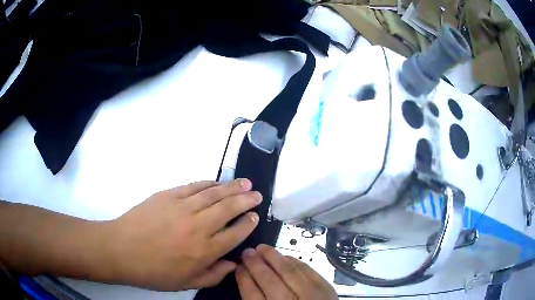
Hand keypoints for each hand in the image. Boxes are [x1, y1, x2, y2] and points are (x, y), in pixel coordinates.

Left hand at [104, 179, 261, 290]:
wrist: (122, 250)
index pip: (235, 234)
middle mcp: (198, 227)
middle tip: (256, 194)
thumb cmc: (154, 271)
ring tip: (245, 183)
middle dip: (246, 200)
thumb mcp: (186, 283)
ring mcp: (182, 208)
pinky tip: (216, 182)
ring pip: (214, 194)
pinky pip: (193, 186)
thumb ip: (214, 276)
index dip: (247, 224)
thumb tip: (233, 265)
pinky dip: (208, 183)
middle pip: (229, 209)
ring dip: (232, 187)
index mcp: (204, 251)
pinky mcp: (168, 195)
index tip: (254, 217)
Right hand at [236, 244, 337, 299]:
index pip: (252, 294)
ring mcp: (311, 295)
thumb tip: (248, 280)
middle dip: (255, 264)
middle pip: (269, 281)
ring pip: (289, 272)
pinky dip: (295, 262)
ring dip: (274, 257)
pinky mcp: (326, 288)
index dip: (244, 278)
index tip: (238, 267)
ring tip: (262, 248)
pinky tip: (286, 257)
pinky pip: (308, 270)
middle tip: (247, 252)